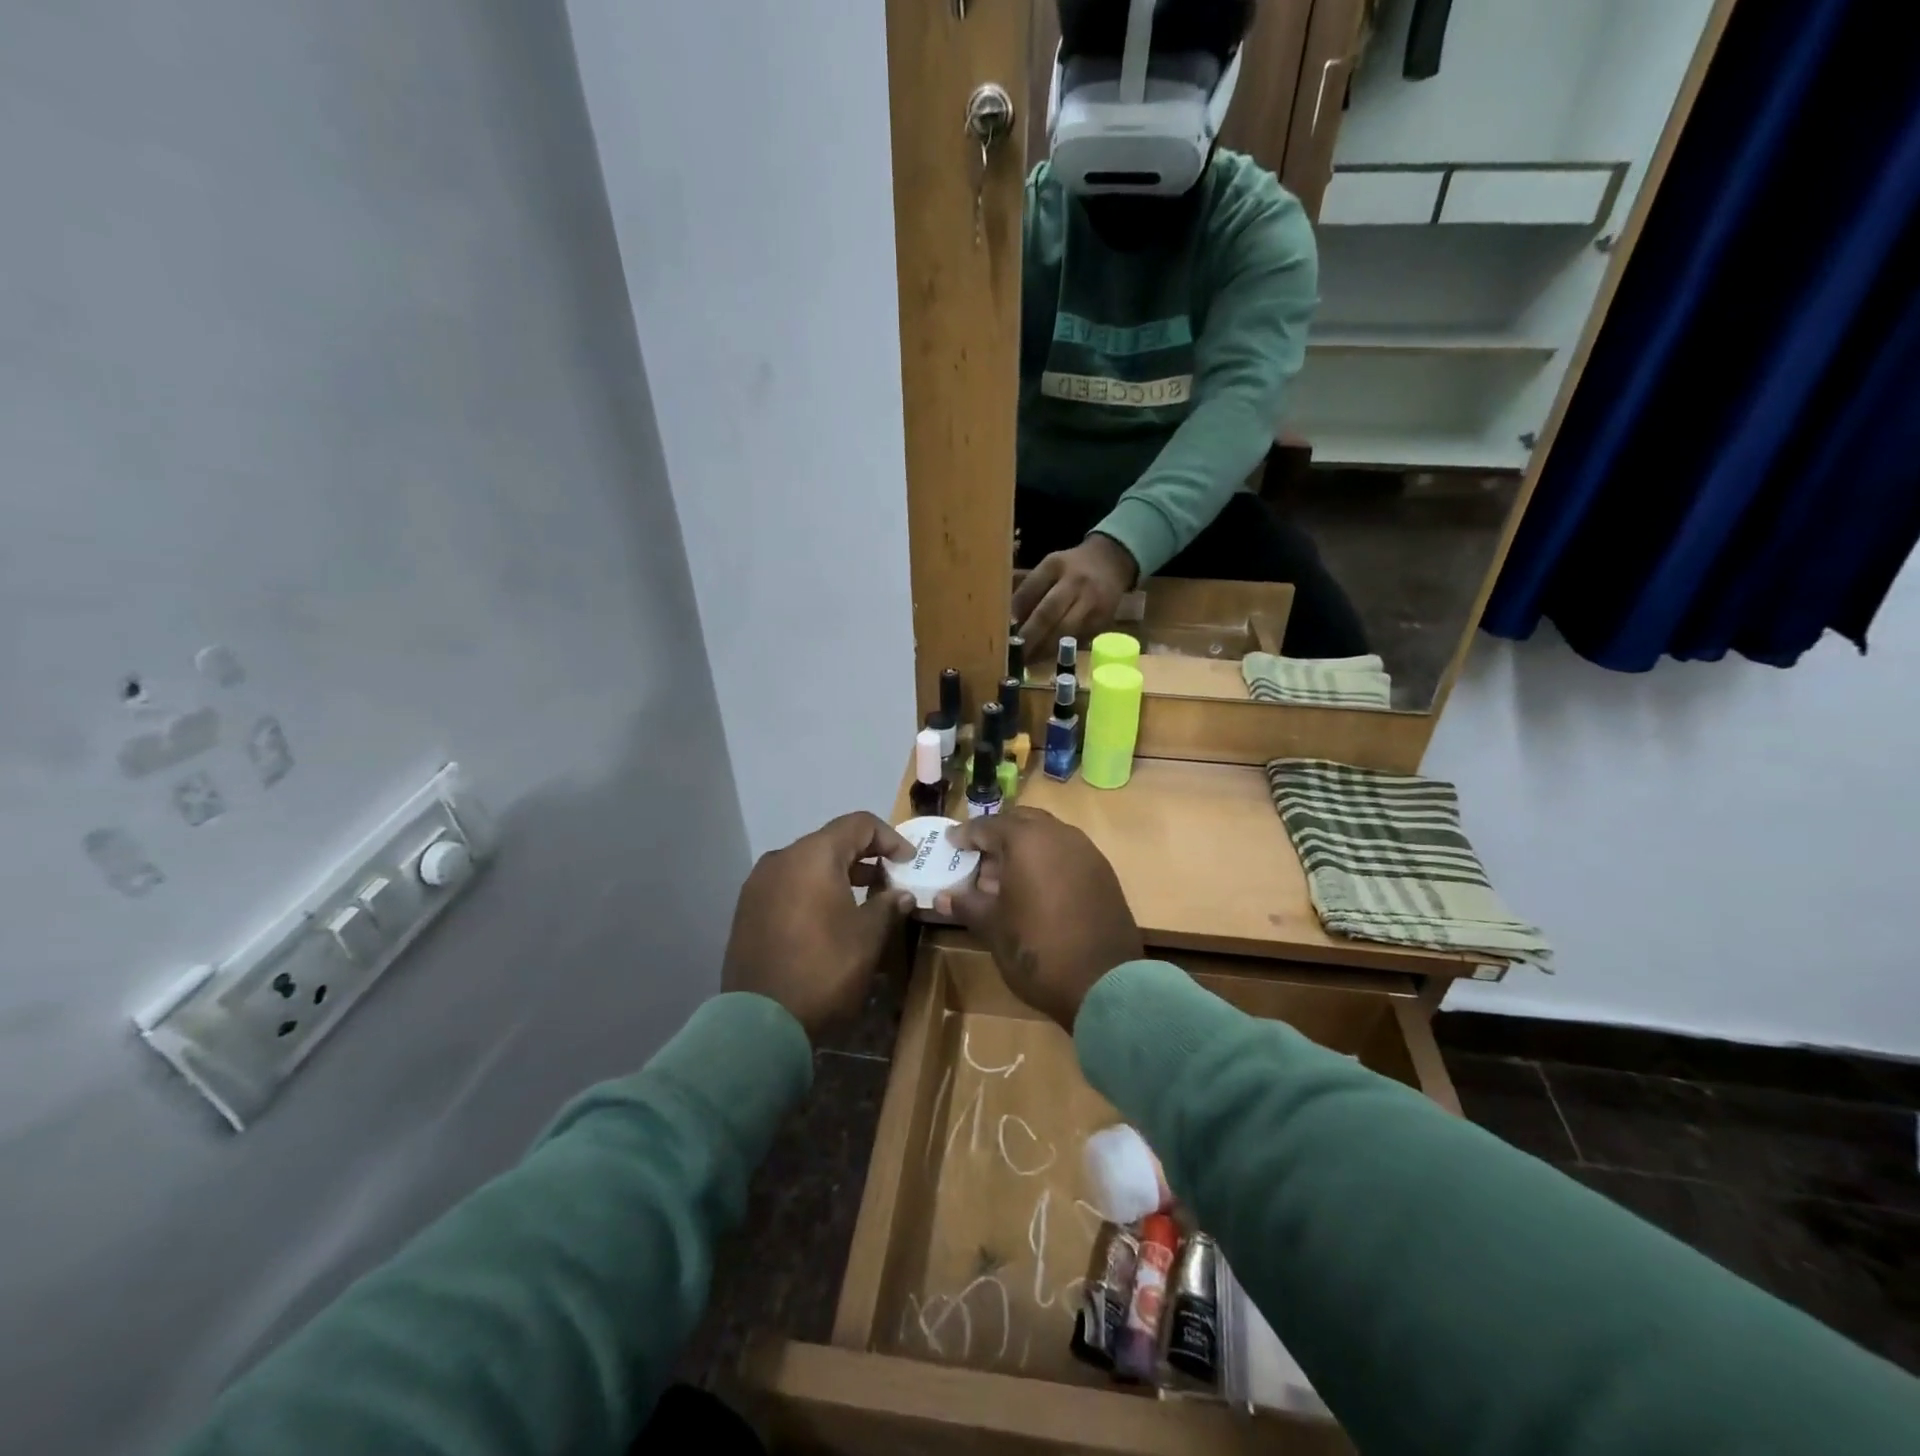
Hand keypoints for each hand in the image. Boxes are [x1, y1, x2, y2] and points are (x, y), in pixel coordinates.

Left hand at [722, 812, 915, 1039]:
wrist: (760, 1022)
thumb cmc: (824, 969)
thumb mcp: (868, 937)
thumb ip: (887, 906)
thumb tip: (901, 894)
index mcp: (813, 856)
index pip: (858, 824)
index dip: (890, 838)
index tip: (909, 862)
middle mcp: (781, 859)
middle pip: (830, 841)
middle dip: (864, 855)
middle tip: (890, 879)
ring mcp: (758, 884)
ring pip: (807, 863)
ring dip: (838, 873)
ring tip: (864, 897)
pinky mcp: (747, 909)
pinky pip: (788, 884)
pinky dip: (813, 889)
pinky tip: (829, 916)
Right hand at [934, 808, 1142, 1030]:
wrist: (1104, 983)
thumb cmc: (1036, 949)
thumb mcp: (992, 927)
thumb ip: (966, 904)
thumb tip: (942, 897)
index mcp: (1026, 840)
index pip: (987, 826)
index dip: (965, 835)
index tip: (950, 843)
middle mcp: (1058, 835)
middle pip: (1021, 822)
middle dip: (997, 835)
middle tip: (978, 857)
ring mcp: (1086, 852)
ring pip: (1047, 835)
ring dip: (1024, 848)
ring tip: (1004, 877)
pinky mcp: (1103, 872)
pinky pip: (1067, 854)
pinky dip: (1047, 861)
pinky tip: (1035, 889)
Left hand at [1013, 533, 1137, 664]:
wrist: (1113, 561)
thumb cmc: (1072, 567)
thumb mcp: (1050, 567)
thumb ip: (1031, 590)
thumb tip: (1008, 621)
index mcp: (1055, 565)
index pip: (1030, 590)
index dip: (1015, 614)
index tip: (1001, 631)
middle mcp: (1075, 583)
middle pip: (1048, 614)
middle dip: (1028, 637)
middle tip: (1013, 654)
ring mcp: (1092, 602)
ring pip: (1064, 631)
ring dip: (1044, 649)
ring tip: (1027, 661)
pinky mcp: (1103, 619)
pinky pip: (1078, 639)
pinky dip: (1061, 650)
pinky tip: (1047, 658)